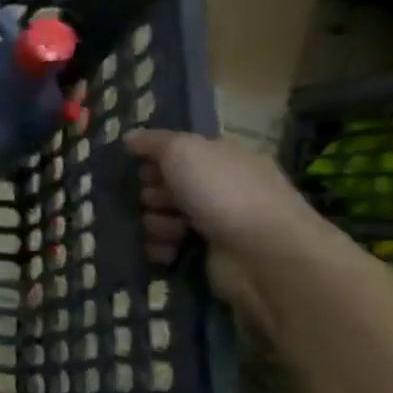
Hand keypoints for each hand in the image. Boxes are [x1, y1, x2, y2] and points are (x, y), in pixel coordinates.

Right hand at [125, 128, 321, 322]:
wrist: (263, 253)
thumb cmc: (223, 192)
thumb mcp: (183, 150)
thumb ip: (153, 142)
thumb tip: (128, 137)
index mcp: (223, 158)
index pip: (180, 153)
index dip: (156, 159)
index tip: (141, 169)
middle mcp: (222, 187)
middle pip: (167, 186)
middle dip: (152, 194)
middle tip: (156, 200)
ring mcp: (217, 223)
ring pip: (163, 218)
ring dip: (156, 224)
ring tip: (169, 230)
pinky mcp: (209, 255)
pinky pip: (168, 247)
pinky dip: (162, 249)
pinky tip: (167, 250)